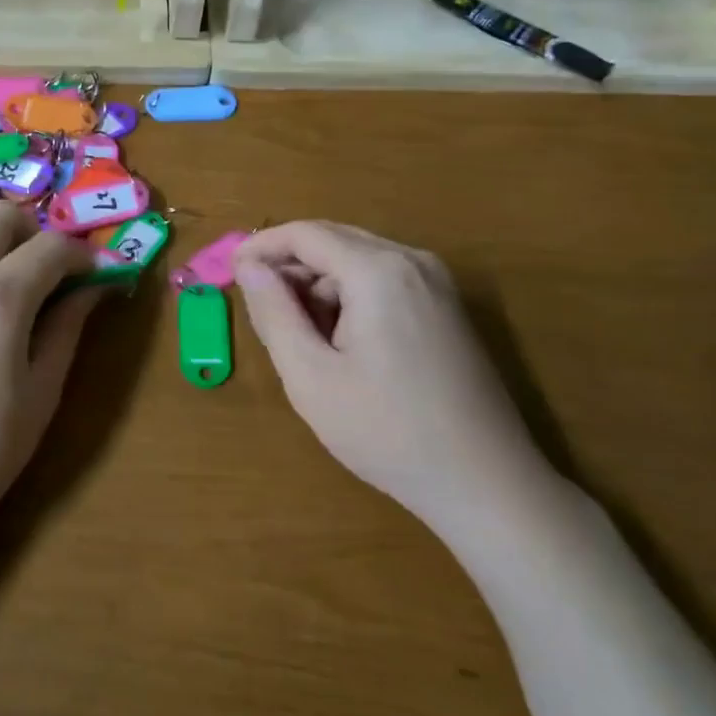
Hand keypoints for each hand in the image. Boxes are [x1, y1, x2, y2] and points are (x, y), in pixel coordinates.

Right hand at [233, 221, 555, 536]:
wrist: (485, 482)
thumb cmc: (386, 431)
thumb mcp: (310, 376)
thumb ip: (273, 313)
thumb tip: (249, 266)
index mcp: (378, 271)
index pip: (305, 234)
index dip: (261, 246)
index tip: (230, 272)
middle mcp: (412, 261)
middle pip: (333, 241)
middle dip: (290, 267)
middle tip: (260, 310)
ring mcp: (437, 283)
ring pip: (358, 261)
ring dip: (320, 285)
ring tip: (302, 338)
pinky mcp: (447, 307)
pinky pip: (384, 280)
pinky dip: (350, 297)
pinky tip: (342, 343)